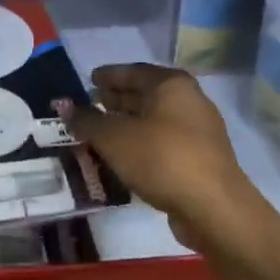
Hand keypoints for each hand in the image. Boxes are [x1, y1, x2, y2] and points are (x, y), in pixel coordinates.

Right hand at [65, 64, 279, 256]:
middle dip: (117, 99)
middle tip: (91, 105)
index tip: (89, 80)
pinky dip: (140, 143)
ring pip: (154, 120)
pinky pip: (162, 142)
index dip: (108, 75)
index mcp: (171, 85)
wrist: (213, 208)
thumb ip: (87, 121)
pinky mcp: (199, 159)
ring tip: (100, 132)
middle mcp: (189, 101)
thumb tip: (66, 109)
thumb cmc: (162, 159)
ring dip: (127, 124)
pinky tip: (122, 155)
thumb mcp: (114, 138)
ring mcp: (198, 132)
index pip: (133, 71)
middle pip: (146, 94)